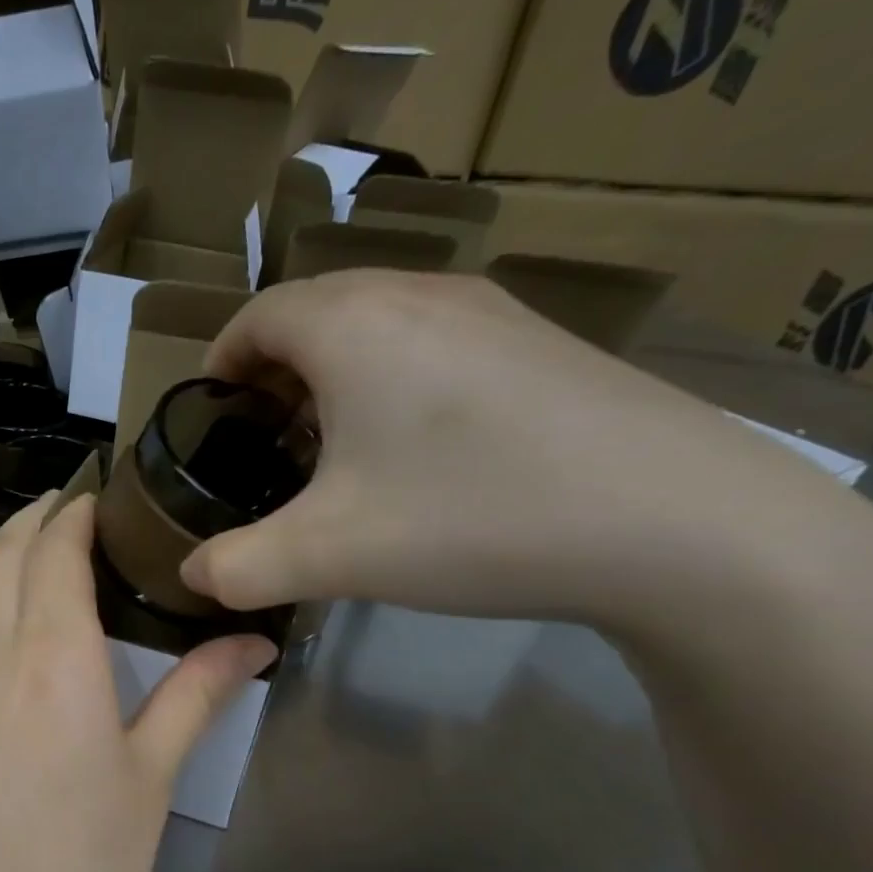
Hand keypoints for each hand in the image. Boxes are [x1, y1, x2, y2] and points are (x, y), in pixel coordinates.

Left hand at [0, 493, 273, 871]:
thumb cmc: (83, 863)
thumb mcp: (151, 776)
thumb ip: (195, 695)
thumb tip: (252, 641)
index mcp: (52, 657)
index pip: (53, 551)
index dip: (74, 511)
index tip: (102, 490)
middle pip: (1, 556)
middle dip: (33, 517)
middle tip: (77, 504)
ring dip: (13, 558)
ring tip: (60, 555)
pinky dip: (2, 605)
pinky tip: (38, 632)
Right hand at [180, 270, 872, 633]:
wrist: (679, 524)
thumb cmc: (471, 517)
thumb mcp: (329, 556)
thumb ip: (239, 568)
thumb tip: (192, 577)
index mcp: (351, 325)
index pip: (255, 317)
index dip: (219, 363)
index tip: (208, 417)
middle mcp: (417, 294)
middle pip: (313, 311)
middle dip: (272, 371)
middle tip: (262, 440)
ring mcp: (490, 311)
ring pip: (376, 322)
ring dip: (335, 373)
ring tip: (332, 444)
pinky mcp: (540, 342)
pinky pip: (433, 340)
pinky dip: (395, 378)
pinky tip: (416, 449)